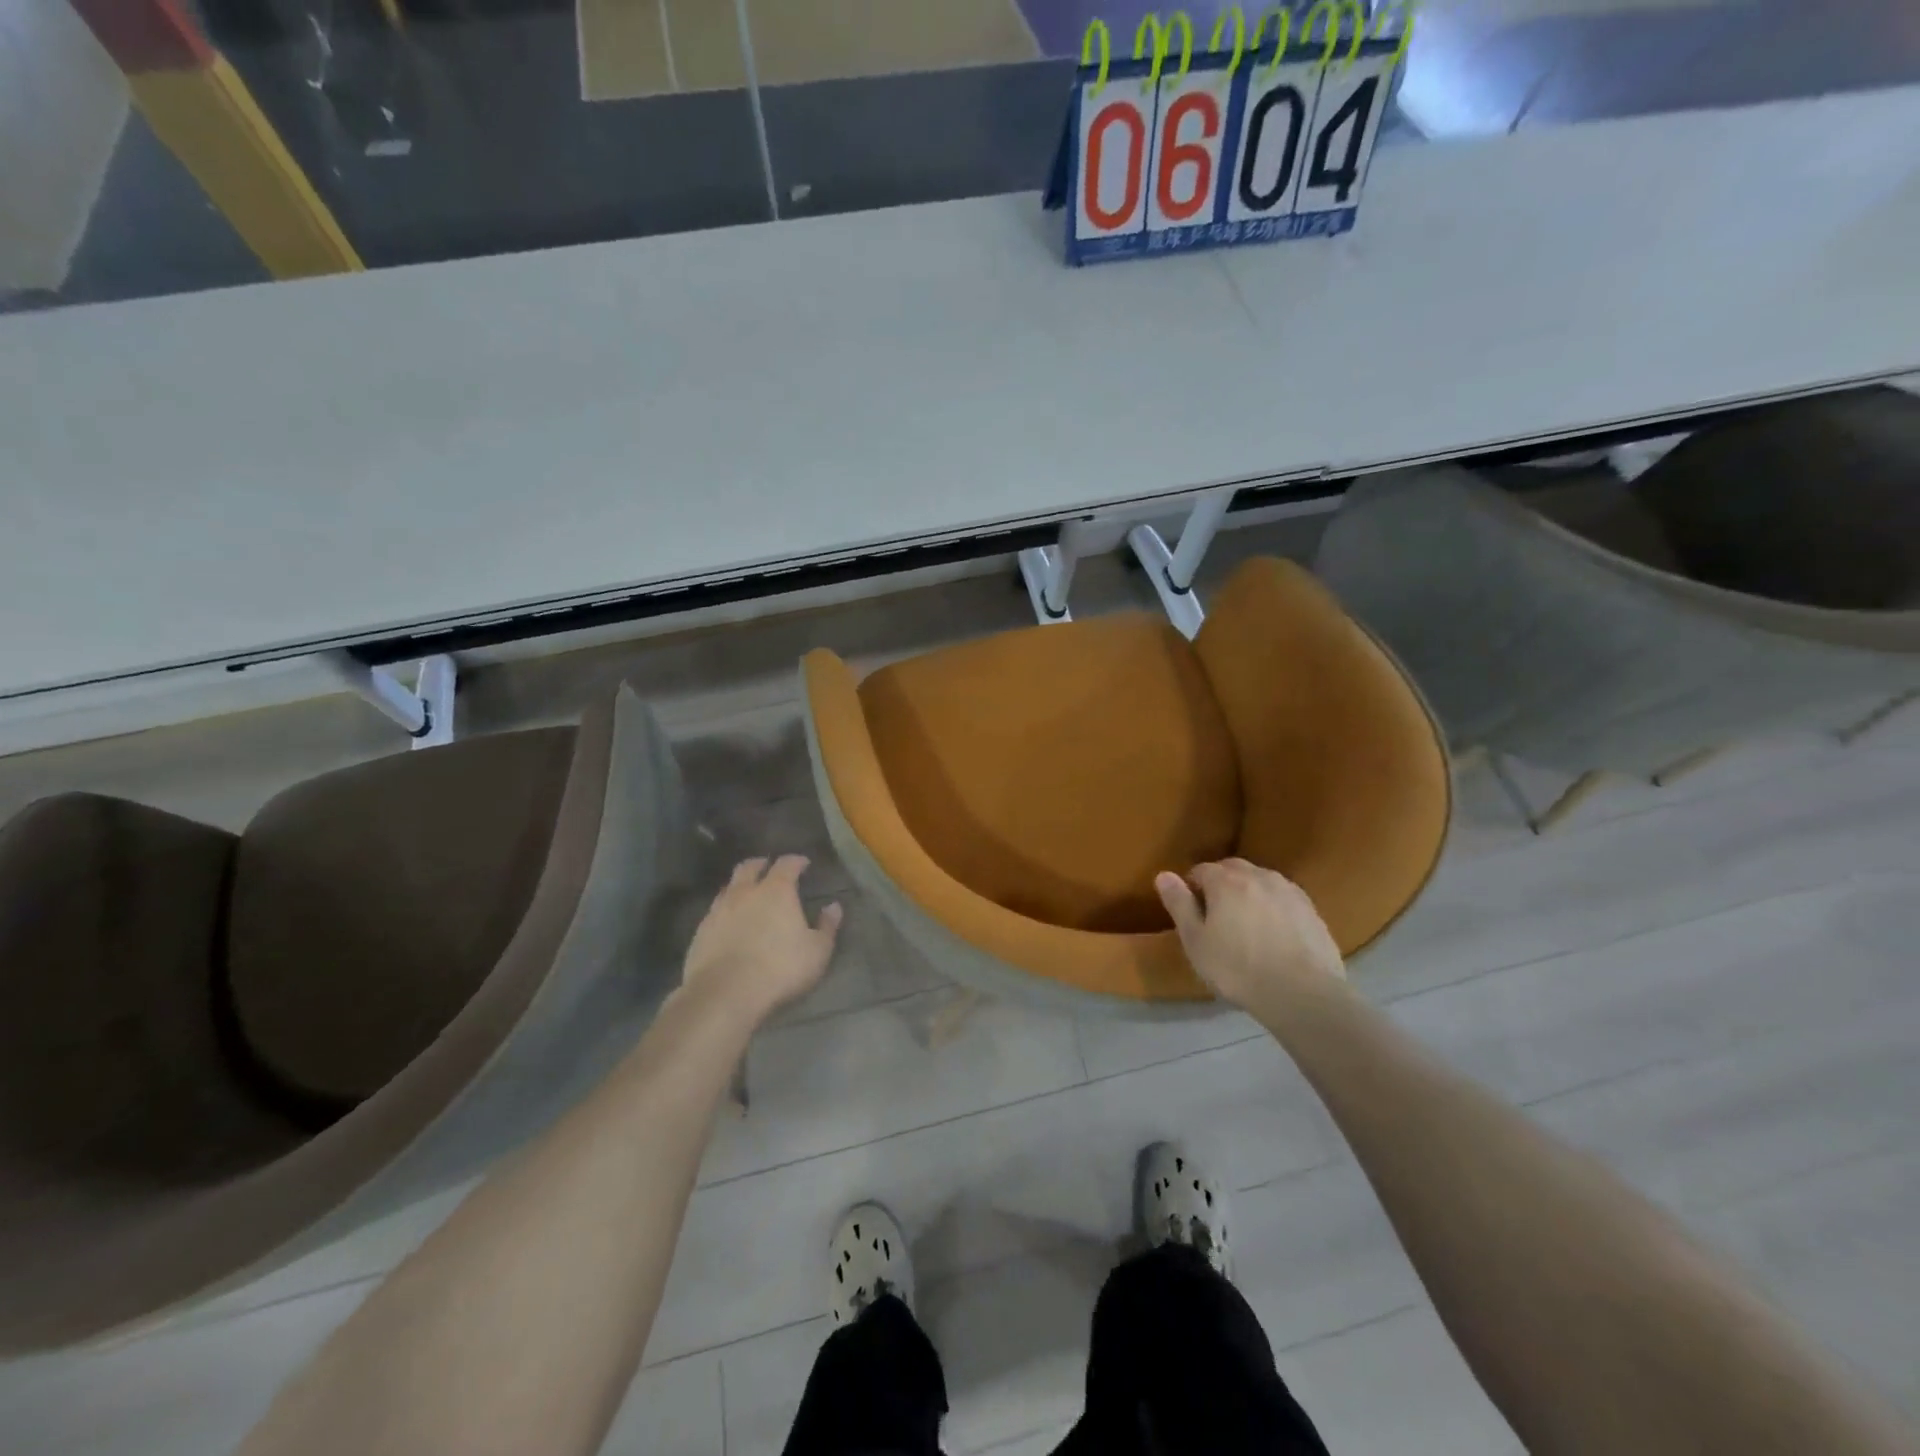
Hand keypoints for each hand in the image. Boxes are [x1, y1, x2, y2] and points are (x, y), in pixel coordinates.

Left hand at [681, 856, 842, 1026]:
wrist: (724, 994)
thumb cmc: (779, 968)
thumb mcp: (817, 951)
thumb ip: (827, 926)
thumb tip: (834, 907)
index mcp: (776, 890)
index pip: (787, 864)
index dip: (796, 861)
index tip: (803, 863)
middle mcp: (745, 892)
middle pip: (750, 867)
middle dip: (761, 864)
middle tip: (769, 868)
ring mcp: (719, 910)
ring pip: (729, 887)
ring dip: (740, 886)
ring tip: (748, 894)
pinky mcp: (701, 931)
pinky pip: (715, 911)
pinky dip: (725, 909)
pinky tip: (730, 922)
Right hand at [1155, 859, 1344, 1017]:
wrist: (1303, 994)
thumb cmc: (1238, 968)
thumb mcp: (1196, 941)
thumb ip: (1179, 904)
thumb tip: (1163, 875)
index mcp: (1226, 881)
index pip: (1201, 870)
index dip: (1192, 887)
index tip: (1192, 911)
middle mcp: (1258, 876)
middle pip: (1232, 869)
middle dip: (1221, 883)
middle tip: (1216, 915)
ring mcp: (1289, 891)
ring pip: (1260, 881)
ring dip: (1249, 893)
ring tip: (1246, 923)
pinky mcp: (1311, 910)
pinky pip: (1283, 898)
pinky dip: (1273, 907)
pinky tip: (1274, 933)